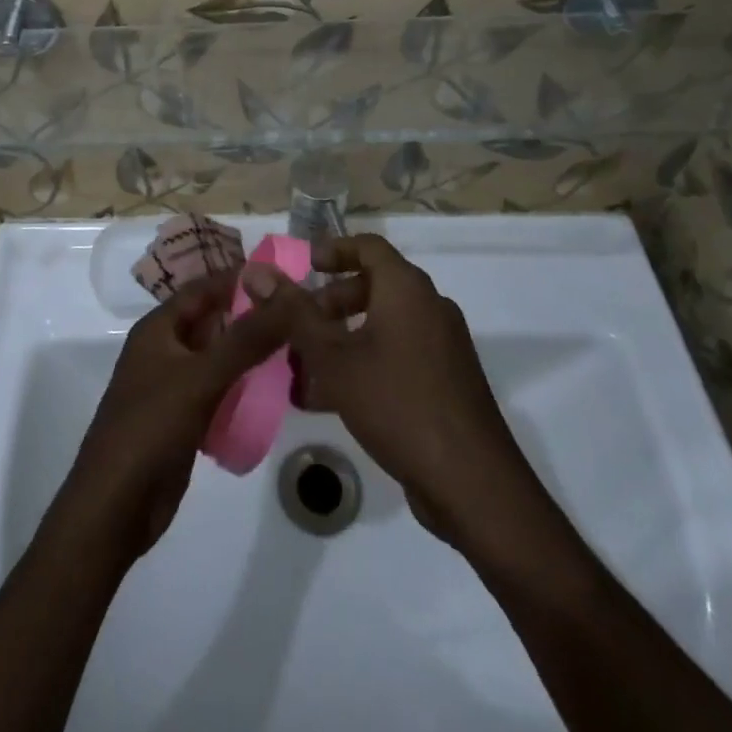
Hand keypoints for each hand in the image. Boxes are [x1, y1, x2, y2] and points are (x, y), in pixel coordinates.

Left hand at [52, 271, 299, 566]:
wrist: (115, 508)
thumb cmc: (150, 428)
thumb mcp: (200, 377)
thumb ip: (246, 339)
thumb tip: (287, 298)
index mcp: (158, 329)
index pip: (203, 288)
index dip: (239, 278)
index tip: (284, 275)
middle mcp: (165, 350)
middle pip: (213, 321)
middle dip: (251, 316)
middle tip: (300, 313)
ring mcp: (174, 386)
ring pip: (219, 358)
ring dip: (250, 353)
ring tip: (297, 347)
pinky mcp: (184, 419)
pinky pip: (220, 390)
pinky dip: (244, 386)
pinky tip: (275, 390)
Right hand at [242, 236, 544, 555]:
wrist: (473, 484)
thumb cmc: (397, 404)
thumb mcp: (334, 358)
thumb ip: (294, 313)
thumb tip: (257, 272)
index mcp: (408, 289)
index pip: (368, 246)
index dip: (333, 250)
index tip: (302, 267)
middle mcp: (430, 307)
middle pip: (375, 285)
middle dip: (331, 301)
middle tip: (297, 325)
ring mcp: (443, 346)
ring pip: (384, 324)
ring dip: (344, 336)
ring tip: (306, 367)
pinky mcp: (448, 382)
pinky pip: (399, 354)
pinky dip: (366, 361)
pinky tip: (334, 399)